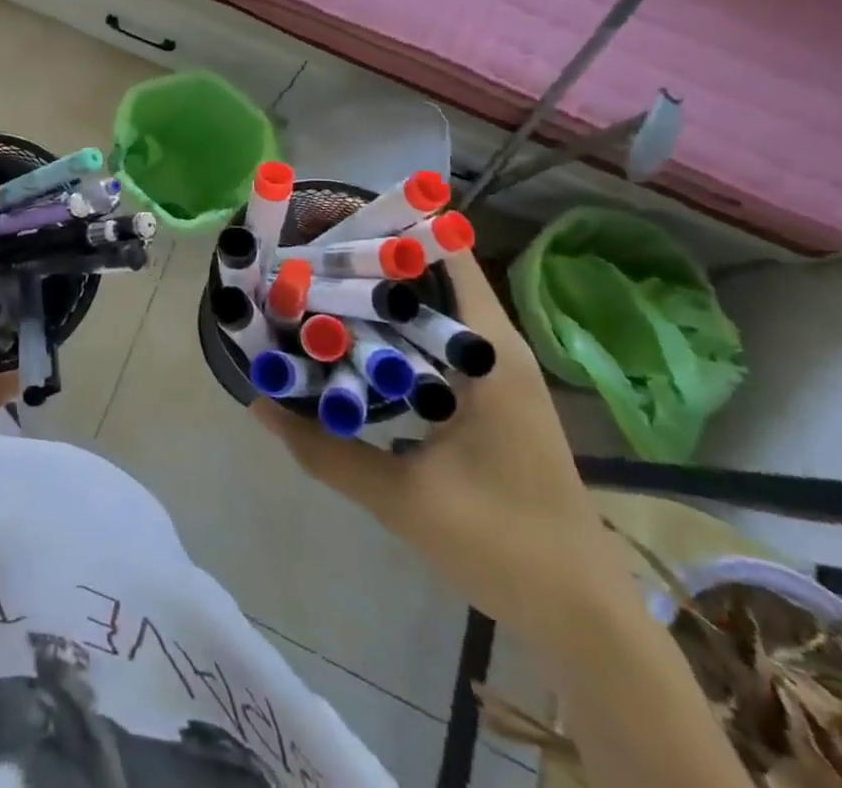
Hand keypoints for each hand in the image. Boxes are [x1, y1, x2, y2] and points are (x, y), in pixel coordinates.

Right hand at [252, 251, 624, 645]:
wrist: (584, 621)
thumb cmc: (504, 545)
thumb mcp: (403, 499)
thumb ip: (326, 451)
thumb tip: (258, 402)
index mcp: (489, 353)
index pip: (445, 255)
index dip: (391, 228)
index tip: (332, 220)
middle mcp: (497, 349)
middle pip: (431, 276)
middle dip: (371, 260)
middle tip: (306, 253)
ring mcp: (497, 374)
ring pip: (432, 311)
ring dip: (380, 299)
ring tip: (315, 286)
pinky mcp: (491, 400)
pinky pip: (436, 344)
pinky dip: (395, 334)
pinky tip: (351, 344)